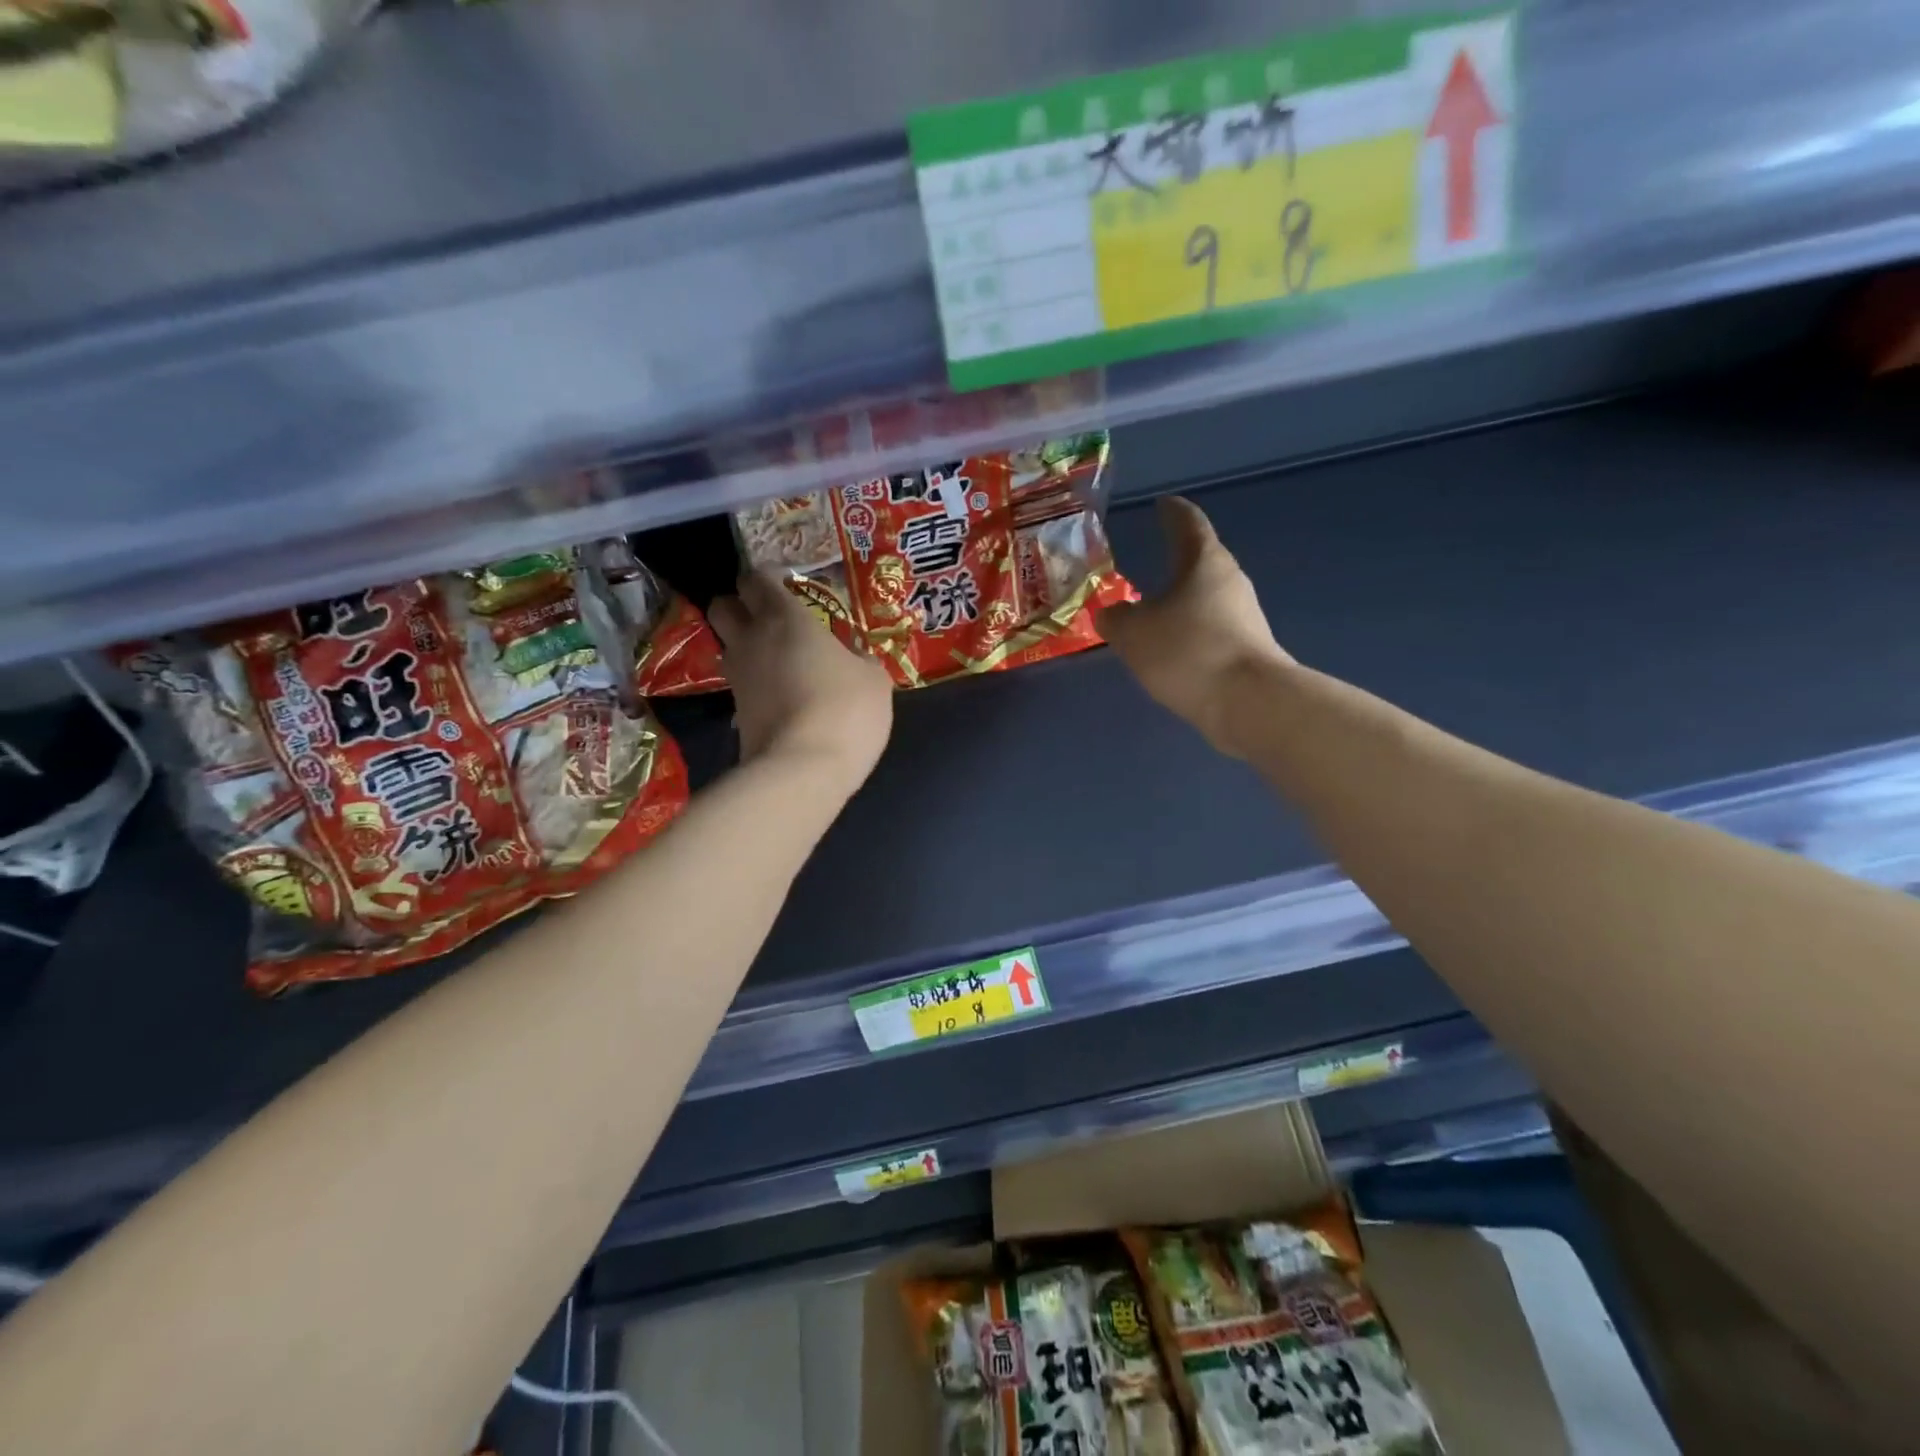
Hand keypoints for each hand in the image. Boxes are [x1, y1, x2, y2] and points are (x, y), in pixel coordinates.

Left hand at [709, 571, 893, 788]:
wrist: (802, 770)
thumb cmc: (845, 710)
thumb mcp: (874, 680)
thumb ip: (860, 659)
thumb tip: (852, 657)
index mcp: (785, 619)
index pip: (757, 579)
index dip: (768, 577)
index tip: (788, 584)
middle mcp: (751, 640)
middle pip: (722, 605)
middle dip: (739, 605)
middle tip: (770, 618)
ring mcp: (737, 679)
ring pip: (727, 646)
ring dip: (746, 646)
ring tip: (778, 659)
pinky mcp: (734, 713)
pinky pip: (740, 683)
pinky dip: (755, 682)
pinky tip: (782, 695)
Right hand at [1094, 496, 1292, 758]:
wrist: (1248, 703)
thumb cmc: (1187, 651)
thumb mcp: (1132, 633)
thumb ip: (1115, 618)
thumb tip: (1111, 614)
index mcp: (1205, 562)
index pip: (1188, 523)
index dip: (1172, 512)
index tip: (1163, 503)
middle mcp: (1230, 581)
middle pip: (1200, 562)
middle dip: (1175, 562)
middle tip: (1148, 561)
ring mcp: (1244, 617)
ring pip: (1205, 600)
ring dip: (1180, 603)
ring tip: (1151, 614)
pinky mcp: (1247, 649)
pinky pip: (1209, 631)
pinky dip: (1188, 633)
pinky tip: (1170, 651)